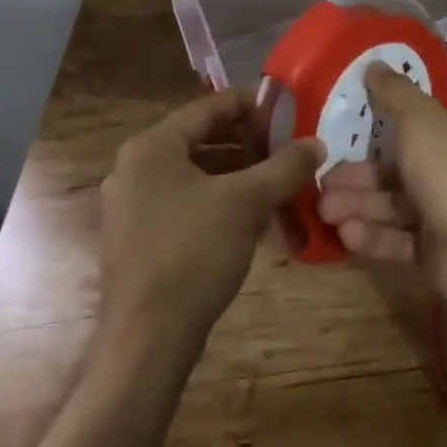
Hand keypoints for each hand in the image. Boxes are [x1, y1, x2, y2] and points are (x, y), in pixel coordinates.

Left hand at [99, 88, 320, 349]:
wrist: (147, 341)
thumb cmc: (194, 253)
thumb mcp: (249, 202)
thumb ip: (285, 166)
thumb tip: (318, 143)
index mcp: (152, 146)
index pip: (208, 107)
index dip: (251, 105)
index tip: (286, 110)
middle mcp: (133, 167)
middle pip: (199, 138)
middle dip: (245, 141)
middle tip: (284, 146)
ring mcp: (129, 206)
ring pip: (192, 172)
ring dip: (233, 171)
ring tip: (273, 178)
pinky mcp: (134, 239)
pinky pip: (181, 201)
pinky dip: (214, 198)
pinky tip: (248, 213)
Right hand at [316, 64, 446, 303]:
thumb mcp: (419, 118)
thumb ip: (394, 92)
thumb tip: (374, 63)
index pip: (411, 125)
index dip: (376, 127)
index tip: (338, 133)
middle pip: (393, 169)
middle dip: (355, 176)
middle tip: (320, 182)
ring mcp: (442, 214)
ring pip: (391, 205)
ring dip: (356, 206)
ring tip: (324, 211)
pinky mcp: (434, 254)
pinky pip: (397, 240)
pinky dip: (372, 236)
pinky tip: (346, 234)